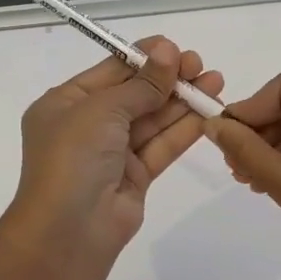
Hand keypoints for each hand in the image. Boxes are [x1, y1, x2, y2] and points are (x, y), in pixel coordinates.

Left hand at [2, 38, 224, 262]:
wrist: (68, 232)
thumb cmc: (73, 157)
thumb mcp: (103, 110)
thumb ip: (141, 84)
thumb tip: (168, 50)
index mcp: (65, 103)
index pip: (110, 71)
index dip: (143, 58)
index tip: (175, 47)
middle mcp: (87, 125)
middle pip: (134, 94)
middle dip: (167, 78)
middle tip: (199, 64)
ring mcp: (111, 152)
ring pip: (152, 119)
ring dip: (182, 100)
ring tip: (215, 80)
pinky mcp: (135, 176)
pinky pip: (161, 145)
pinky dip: (184, 129)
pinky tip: (209, 111)